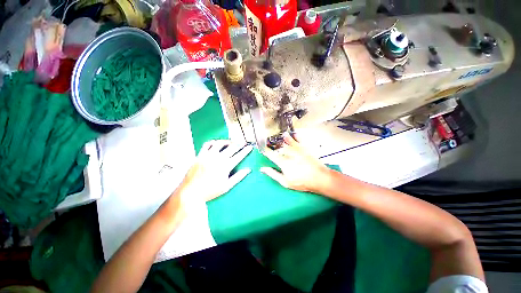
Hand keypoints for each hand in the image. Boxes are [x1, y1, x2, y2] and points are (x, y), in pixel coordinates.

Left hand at [176, 140, 252, 208]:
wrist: (191, 192)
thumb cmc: (210, 191)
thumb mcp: (227, 186)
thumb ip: (238, 177)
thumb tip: (248, 170)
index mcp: (226, 166)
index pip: (239, 155)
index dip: (246, 150)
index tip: (250, 147)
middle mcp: (218, 158)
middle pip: (231, 147)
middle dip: (239, 144)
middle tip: (242, 143)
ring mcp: (208, 155)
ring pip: (220, 143)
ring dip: (227, 141)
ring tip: (230, 142)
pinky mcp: (200, 155)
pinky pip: (207, 144)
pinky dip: (213, 142)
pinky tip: (216, 143)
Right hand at [260, 134, 331, 192]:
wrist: (319, 178)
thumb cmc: (302, 182)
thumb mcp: (285, 182)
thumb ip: (273, 174)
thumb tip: (263, 169)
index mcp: (283, 162)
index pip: (271, 154)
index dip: (266, 151)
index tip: (263, 148)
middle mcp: (289, 153)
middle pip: (279, 147)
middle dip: (274, 145)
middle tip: (271, 143)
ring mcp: (297, 150)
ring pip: (287, 141)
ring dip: (283, 139)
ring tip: (281, 136)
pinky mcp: (305, 148)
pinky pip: (298, 139)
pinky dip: (295, 137)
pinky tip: (293, 135)